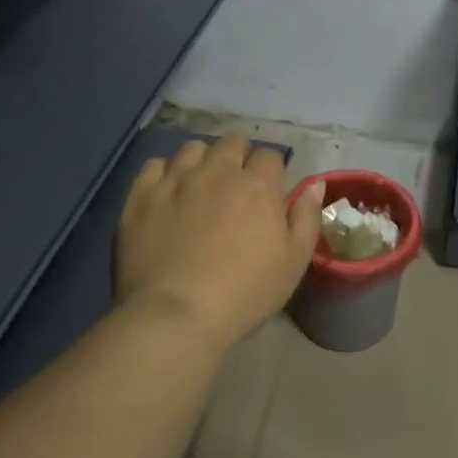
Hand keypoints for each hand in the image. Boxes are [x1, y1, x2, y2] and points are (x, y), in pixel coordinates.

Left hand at [114, 134, 324, 351]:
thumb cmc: (245, 293)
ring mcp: (176, 179)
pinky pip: (155, 165)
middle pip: (233, 142)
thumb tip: (315, 183)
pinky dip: (165, 172)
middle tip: (237, 187)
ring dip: (203, 160)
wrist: (176, 315)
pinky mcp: (142, 195)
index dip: (272, 171)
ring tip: (201, 185)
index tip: (269, 193)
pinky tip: (168, 192)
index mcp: (257, 185)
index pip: (270, 155)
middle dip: (240, 156)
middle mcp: (218, 171)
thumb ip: (307, 217)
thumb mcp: (294, 262)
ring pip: (193, 148)